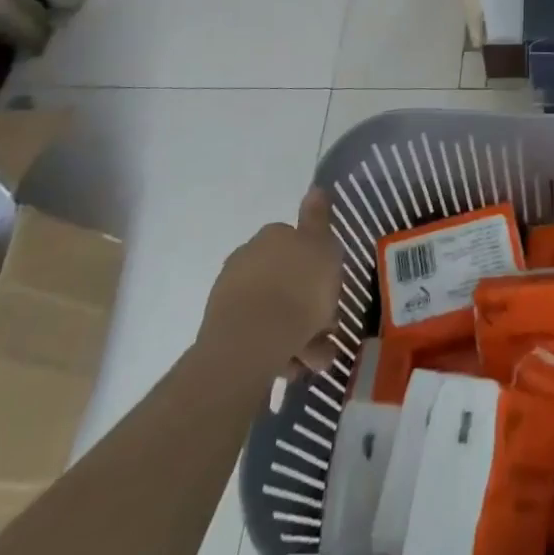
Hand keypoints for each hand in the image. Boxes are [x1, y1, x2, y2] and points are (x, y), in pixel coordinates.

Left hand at [197, 188, 343, 379]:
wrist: (251, 341)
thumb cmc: (299, 289)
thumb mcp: (323, 247)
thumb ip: (319, 219)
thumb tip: (315, 188)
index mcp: (273, 236)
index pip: (299, 244)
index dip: (319, 268)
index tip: (332, 290)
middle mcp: (248, 257)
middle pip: (287, 279)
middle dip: (308, 305)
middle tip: (327, 331)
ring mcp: (230, 294)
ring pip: (275, 310)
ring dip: (297, 332)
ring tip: (314, 361)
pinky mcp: (220, 329)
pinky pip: (259, 334)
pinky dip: (277, 347)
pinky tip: (292, 366)